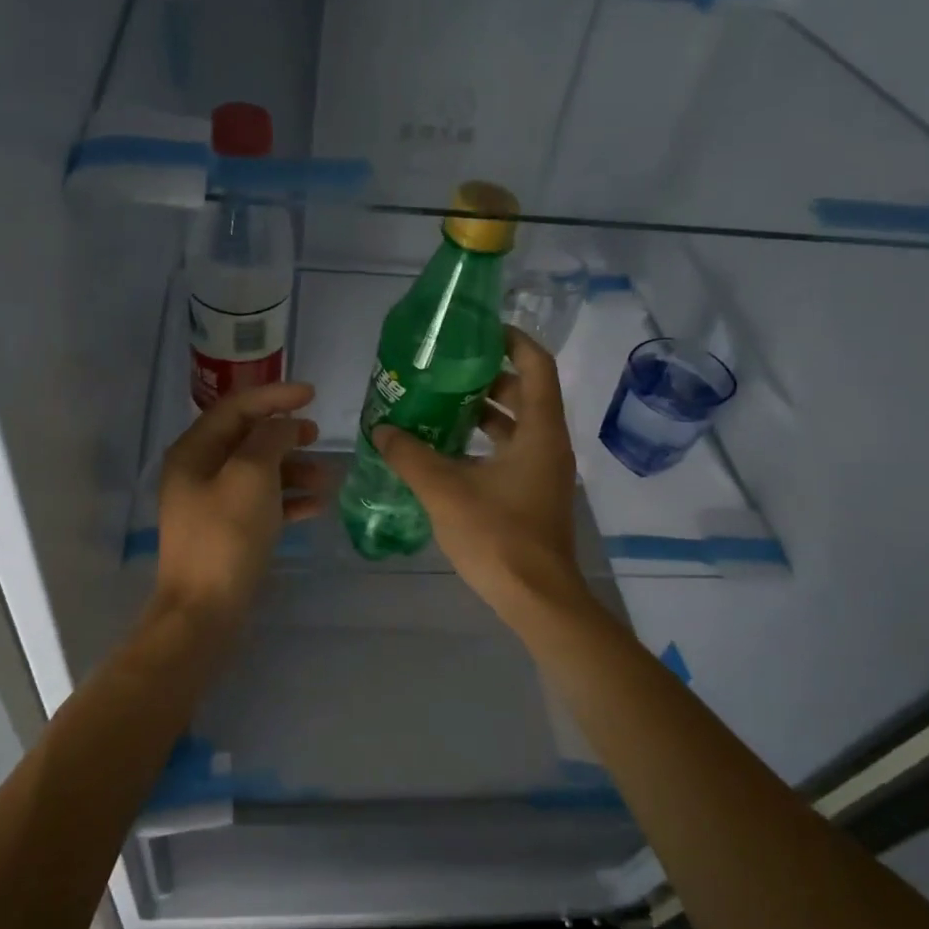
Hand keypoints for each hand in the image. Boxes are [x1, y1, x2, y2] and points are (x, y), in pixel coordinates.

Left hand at [153, 382, 328, 627]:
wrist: (204, 612)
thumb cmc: (226, 536)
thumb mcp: (250, 476)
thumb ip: (269, 439)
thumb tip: (284, 425)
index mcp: (194, 452)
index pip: (236, 408)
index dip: (274, 396)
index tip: (312, 394)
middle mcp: (199, 473)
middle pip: (247, 439)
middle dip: (285, 435)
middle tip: (318, 436)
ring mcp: (212, 505)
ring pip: (259, 473)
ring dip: (293, 470)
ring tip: (327, 479)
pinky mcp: (228, 533)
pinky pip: (262, 504)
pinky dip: (288, 500)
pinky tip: (317, 506)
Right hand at [374, 328, 585, 625]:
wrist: (536, 598)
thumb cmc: (498, 536)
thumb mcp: (445, 491)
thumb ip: (410, 456)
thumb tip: (381, 429)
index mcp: (539, 432)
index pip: (536, 365)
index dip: (512, 340)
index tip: (478, 330)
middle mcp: (548, 445)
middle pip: (525, 393)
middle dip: (486, 377)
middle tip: (444, 370)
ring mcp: (543, 473)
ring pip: (516, 427)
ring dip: (483, 413)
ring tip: (438, 406)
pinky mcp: (533, 496)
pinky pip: (510, 454)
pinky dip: (483, 445)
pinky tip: (446, 453)